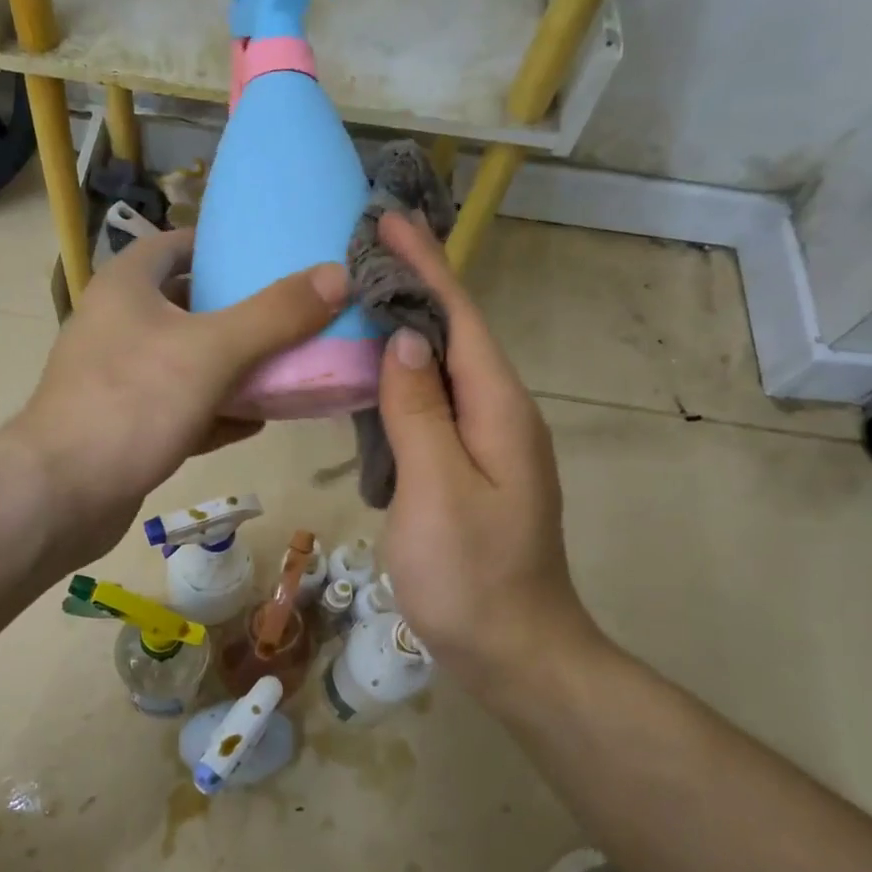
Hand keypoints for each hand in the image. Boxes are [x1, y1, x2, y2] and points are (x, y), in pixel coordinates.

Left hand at [7, 228, 348, 567]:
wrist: (61, 495)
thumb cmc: (131, 403)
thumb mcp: (212, 351)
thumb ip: (275, 314)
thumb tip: (339, 275)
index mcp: (127, 286)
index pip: (178, 244)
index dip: (224, 246)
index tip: (273, 257)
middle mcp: (119, 324)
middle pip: (190, 304)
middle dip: (242, 312)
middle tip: (295, 317)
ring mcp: (121, 378)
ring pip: (189, 361)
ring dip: (235, 367)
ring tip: (289, 369)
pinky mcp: (127, 425)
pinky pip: (182, 407)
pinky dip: (217, 410)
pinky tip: (257, 422)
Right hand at [375, 213, 608, 692]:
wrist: (514, 651)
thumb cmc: (472, 576)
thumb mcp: (438, 490)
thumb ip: (420, 413)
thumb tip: (403, 343)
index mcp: (498, 410)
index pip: (459, 318)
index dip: (425, 266)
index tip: (387, 220)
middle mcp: (498, 415)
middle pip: (454, 336)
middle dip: (413, 287)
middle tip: (359, 254)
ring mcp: (486, 445)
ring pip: (442, 371)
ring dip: (405, 332)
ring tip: (358, 301)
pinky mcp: (468, 470)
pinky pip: (433, 408)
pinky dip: (401, 381)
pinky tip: (370, 378)